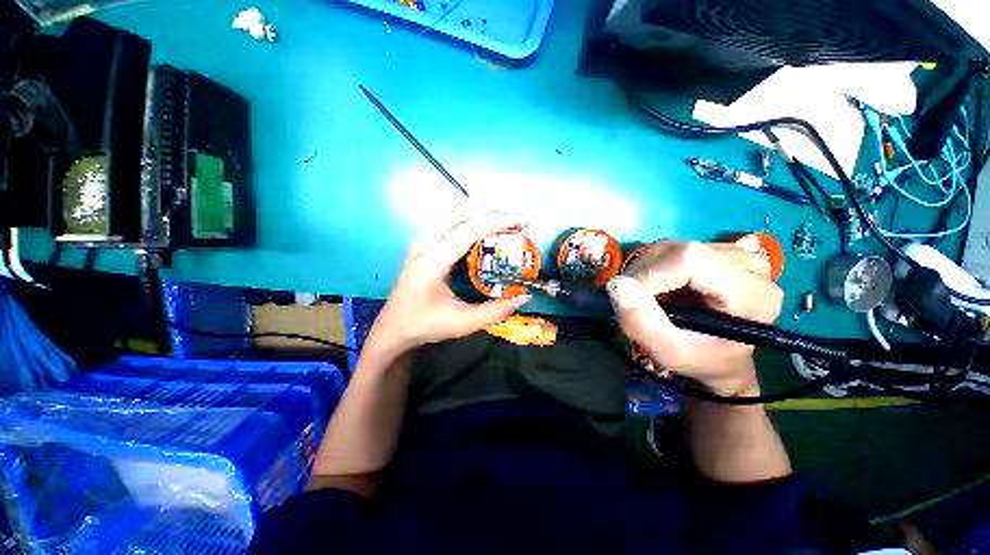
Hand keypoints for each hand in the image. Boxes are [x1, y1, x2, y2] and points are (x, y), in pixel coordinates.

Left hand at [363, 211, 532, 359]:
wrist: (393, 329)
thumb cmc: (424, 326)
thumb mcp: (462, 324)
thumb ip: (495, 311)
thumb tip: (524, 296)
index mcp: (431, 262)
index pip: (466, 231)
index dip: (495, 222)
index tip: (521, 220)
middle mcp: (424, 245)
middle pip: (460, 217)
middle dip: (492, 213)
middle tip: (517, 220)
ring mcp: (421, 243)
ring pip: (454, 217)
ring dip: (481, 215)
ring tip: (505, 221)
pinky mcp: (423, 246)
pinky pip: (449, 224)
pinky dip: (470, 222)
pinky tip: (483, 228)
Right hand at [607, 241, 783, 395]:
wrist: (721, 358)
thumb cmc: (700, 360)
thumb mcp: (669, 352)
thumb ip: (642, 323)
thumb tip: (617, 286)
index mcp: (752, 294)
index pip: (689, 259)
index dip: (649, 274)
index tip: (630, 297)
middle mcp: (753, 267)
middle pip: (679, 249)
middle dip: (644, 273)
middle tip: (637, 300)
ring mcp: (740, 254)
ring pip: (674, 246)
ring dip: (648, 269)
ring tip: (650, 295)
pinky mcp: (724, 251)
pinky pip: (676, 248)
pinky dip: (656, 265)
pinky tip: (662, 285)